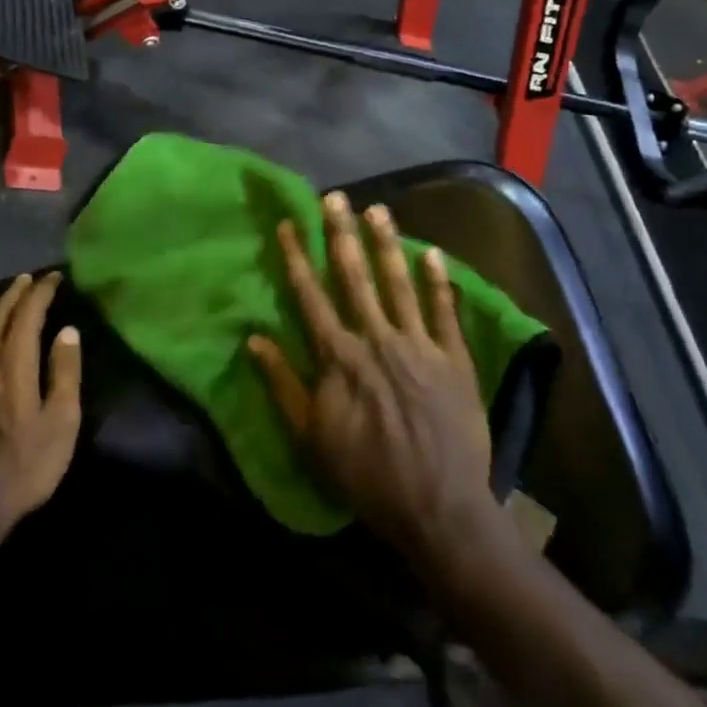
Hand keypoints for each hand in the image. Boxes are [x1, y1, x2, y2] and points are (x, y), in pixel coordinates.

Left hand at [0, 272, 82, 538]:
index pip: (27, 314)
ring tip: (10, 297)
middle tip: (30, 278)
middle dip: (16, 293)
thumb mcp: (61, 421)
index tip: (54, 278)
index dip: (41, 292)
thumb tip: (68, 331)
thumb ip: (65, 372)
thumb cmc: (26, 464)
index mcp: (13, 363)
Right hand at [247, 193, 507, 568]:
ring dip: (387, 244)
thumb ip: (282, 383)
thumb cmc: (365, 474)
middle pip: (354, 277)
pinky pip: (445, 313)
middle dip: (341, 234)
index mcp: (339, 356)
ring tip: (377, 210)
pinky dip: (439, 282)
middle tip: (335, 197)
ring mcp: (419, 346)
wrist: (438, 508)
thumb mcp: (310, 435)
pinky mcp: (453, 360)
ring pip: (399, 284)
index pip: (311, 295)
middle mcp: (376, 339)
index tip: (289, 223)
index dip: (297, 256)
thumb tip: (253, 339)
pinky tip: (433, 253)